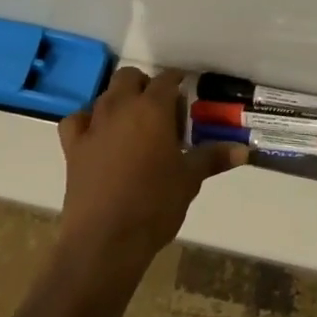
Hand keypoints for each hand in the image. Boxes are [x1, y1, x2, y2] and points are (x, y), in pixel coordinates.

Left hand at [57, 67, 246, 275]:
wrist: (105, 239)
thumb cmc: (155, 204)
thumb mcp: (189, 179)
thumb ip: (213, 157)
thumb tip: (243, 150)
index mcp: (152, 108)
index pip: (166, 79)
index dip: (176, 81)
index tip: (184, 92)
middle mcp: (120, 106)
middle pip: (129, 77)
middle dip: (144, 86)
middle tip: (160, 112)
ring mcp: (93, 124)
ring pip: (105, 96)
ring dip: (119, 102)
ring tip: (134, 127)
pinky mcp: (73, 146)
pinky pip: (77, 120)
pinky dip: (87, 122)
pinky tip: (97, 137)